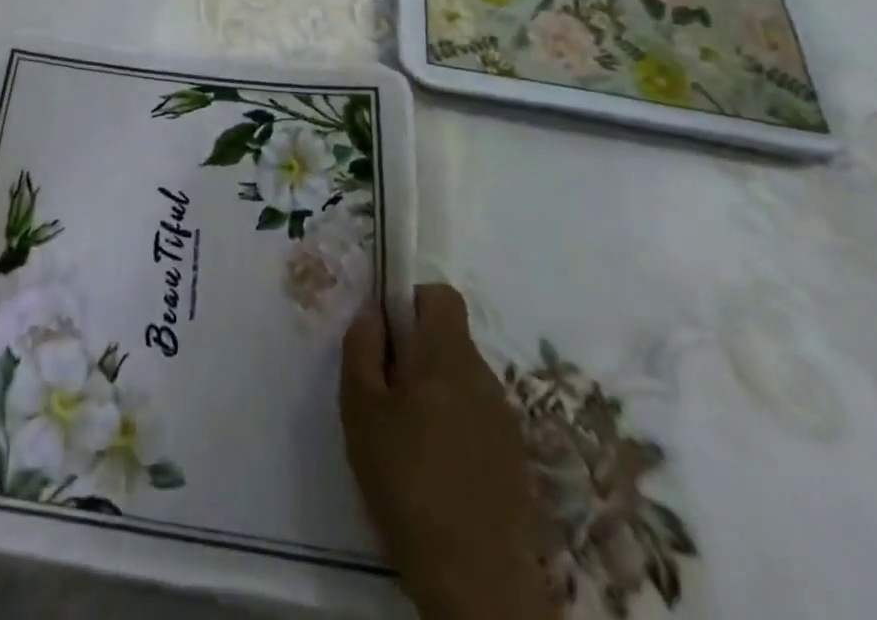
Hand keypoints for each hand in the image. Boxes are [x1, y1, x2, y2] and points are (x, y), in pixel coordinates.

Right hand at [341, 284, 555, 619]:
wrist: (475, 580)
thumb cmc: (405, 479)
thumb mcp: (360, 407)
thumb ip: (362, 347)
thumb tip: (371, 311)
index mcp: (447, 355)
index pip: (441, 296)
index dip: (411, 300)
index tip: (386, 331)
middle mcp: (485, 377)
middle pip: (450, 339)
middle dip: (417, 351)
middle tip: (384, 388)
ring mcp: (506, 421)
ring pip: (463, 379)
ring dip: (435, 389)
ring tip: (406, 433)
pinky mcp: (516, 460)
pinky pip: (478, 417)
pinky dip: (455, 424)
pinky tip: (434, 466)